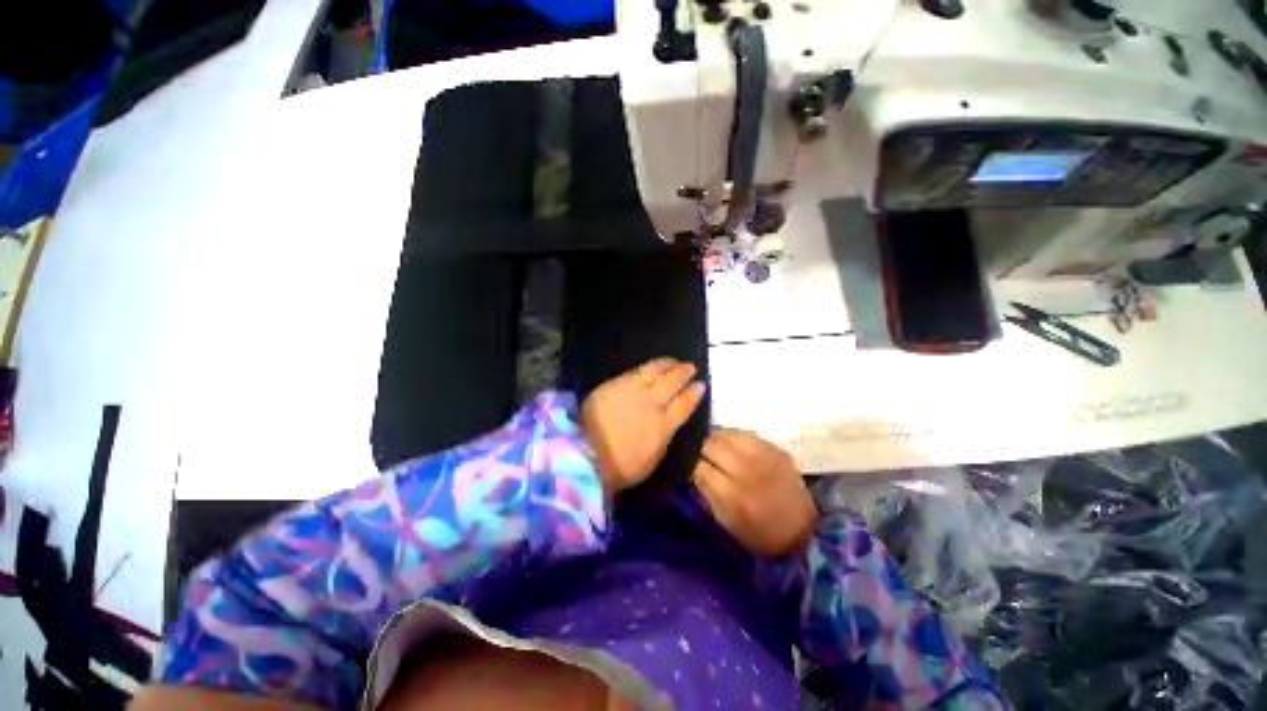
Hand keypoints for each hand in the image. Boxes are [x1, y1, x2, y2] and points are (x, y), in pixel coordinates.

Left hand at [581, 358, 705, 494]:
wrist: (584, 455)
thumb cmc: (620, 468)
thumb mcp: (652, 459)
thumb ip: (664, 436)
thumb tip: (671, 420)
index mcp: (662, 427)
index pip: (684, 405)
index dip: (694, 394)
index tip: (701, 385)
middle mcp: (650, 404)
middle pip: (672, 382)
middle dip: (684, 373)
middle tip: (691, 367)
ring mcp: (631, 391)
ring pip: (655, 371)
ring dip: (668, 365)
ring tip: (674, 362)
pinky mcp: (614, 384)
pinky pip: (635, 371)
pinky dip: (647, 367)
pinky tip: (651, 366)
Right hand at [692, 428, 817, 557]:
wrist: (803, 531)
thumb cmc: (759, 534)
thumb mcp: (726, 522)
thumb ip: (707, 492)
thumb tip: (694, 468)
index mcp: (735, 496)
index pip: (700, 467)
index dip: (694, 467)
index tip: (695, 470)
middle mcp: (749, 471)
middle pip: (712, 445)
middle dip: (703, 450)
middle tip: (705, 457)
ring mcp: (765, 457)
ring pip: (728, 433)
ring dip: (718, 440)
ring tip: (718, 449)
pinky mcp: (777, 449)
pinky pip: (746, 433)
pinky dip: (735, 439)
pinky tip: (735, 448)